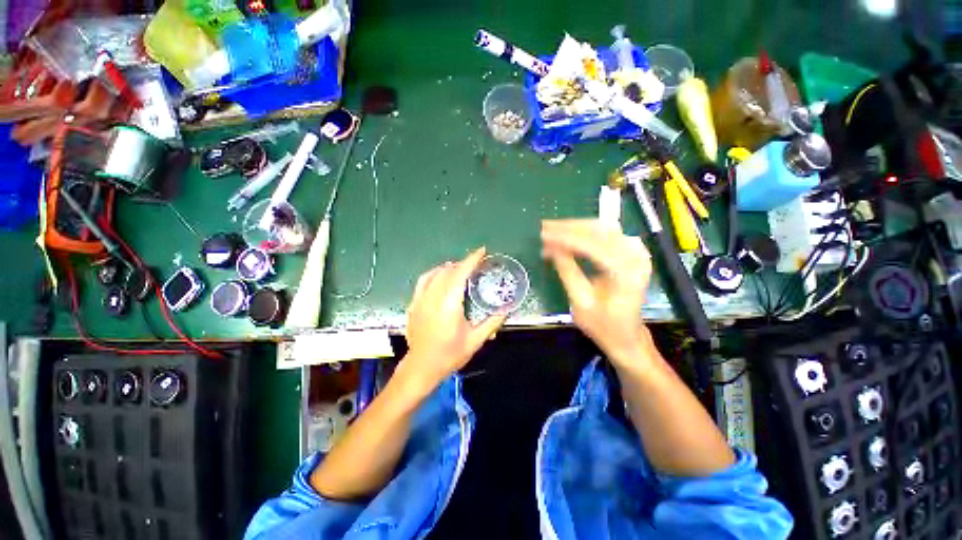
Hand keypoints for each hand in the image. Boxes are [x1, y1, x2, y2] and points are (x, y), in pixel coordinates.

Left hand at [404, 247, 507, 388]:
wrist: (421, 368)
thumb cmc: (449, 355)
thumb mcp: (475, 341)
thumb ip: (492, 323)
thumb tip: (506, 309)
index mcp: (449, 304)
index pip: (460, 274)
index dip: (471, 260)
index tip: (482, 251)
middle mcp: (433, 297)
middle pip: (447, 271)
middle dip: (462, 263)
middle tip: (475, 263)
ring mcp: (420, 300)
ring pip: (433, 274)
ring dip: (448, 267)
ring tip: (458, 267)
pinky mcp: (413, 305)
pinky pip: (422, 282)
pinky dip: (433, 274)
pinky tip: (439, 277)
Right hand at [541, 219, 652, 363]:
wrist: (626, 335)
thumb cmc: (603, 325)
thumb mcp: (580, 302)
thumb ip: (567, 272)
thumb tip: (550, 248)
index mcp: (626, 273)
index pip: (592, 246)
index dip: (566, 238)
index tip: (543, 235)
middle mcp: (636, 257)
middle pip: (600, 230)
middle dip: (569, 228)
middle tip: (545, 228)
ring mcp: (637, 252)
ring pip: (603, 227)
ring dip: (576, 226)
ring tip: (553, 229)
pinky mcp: (632, 252)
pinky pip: (608, 233)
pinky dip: (586, 231)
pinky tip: (571, 233)